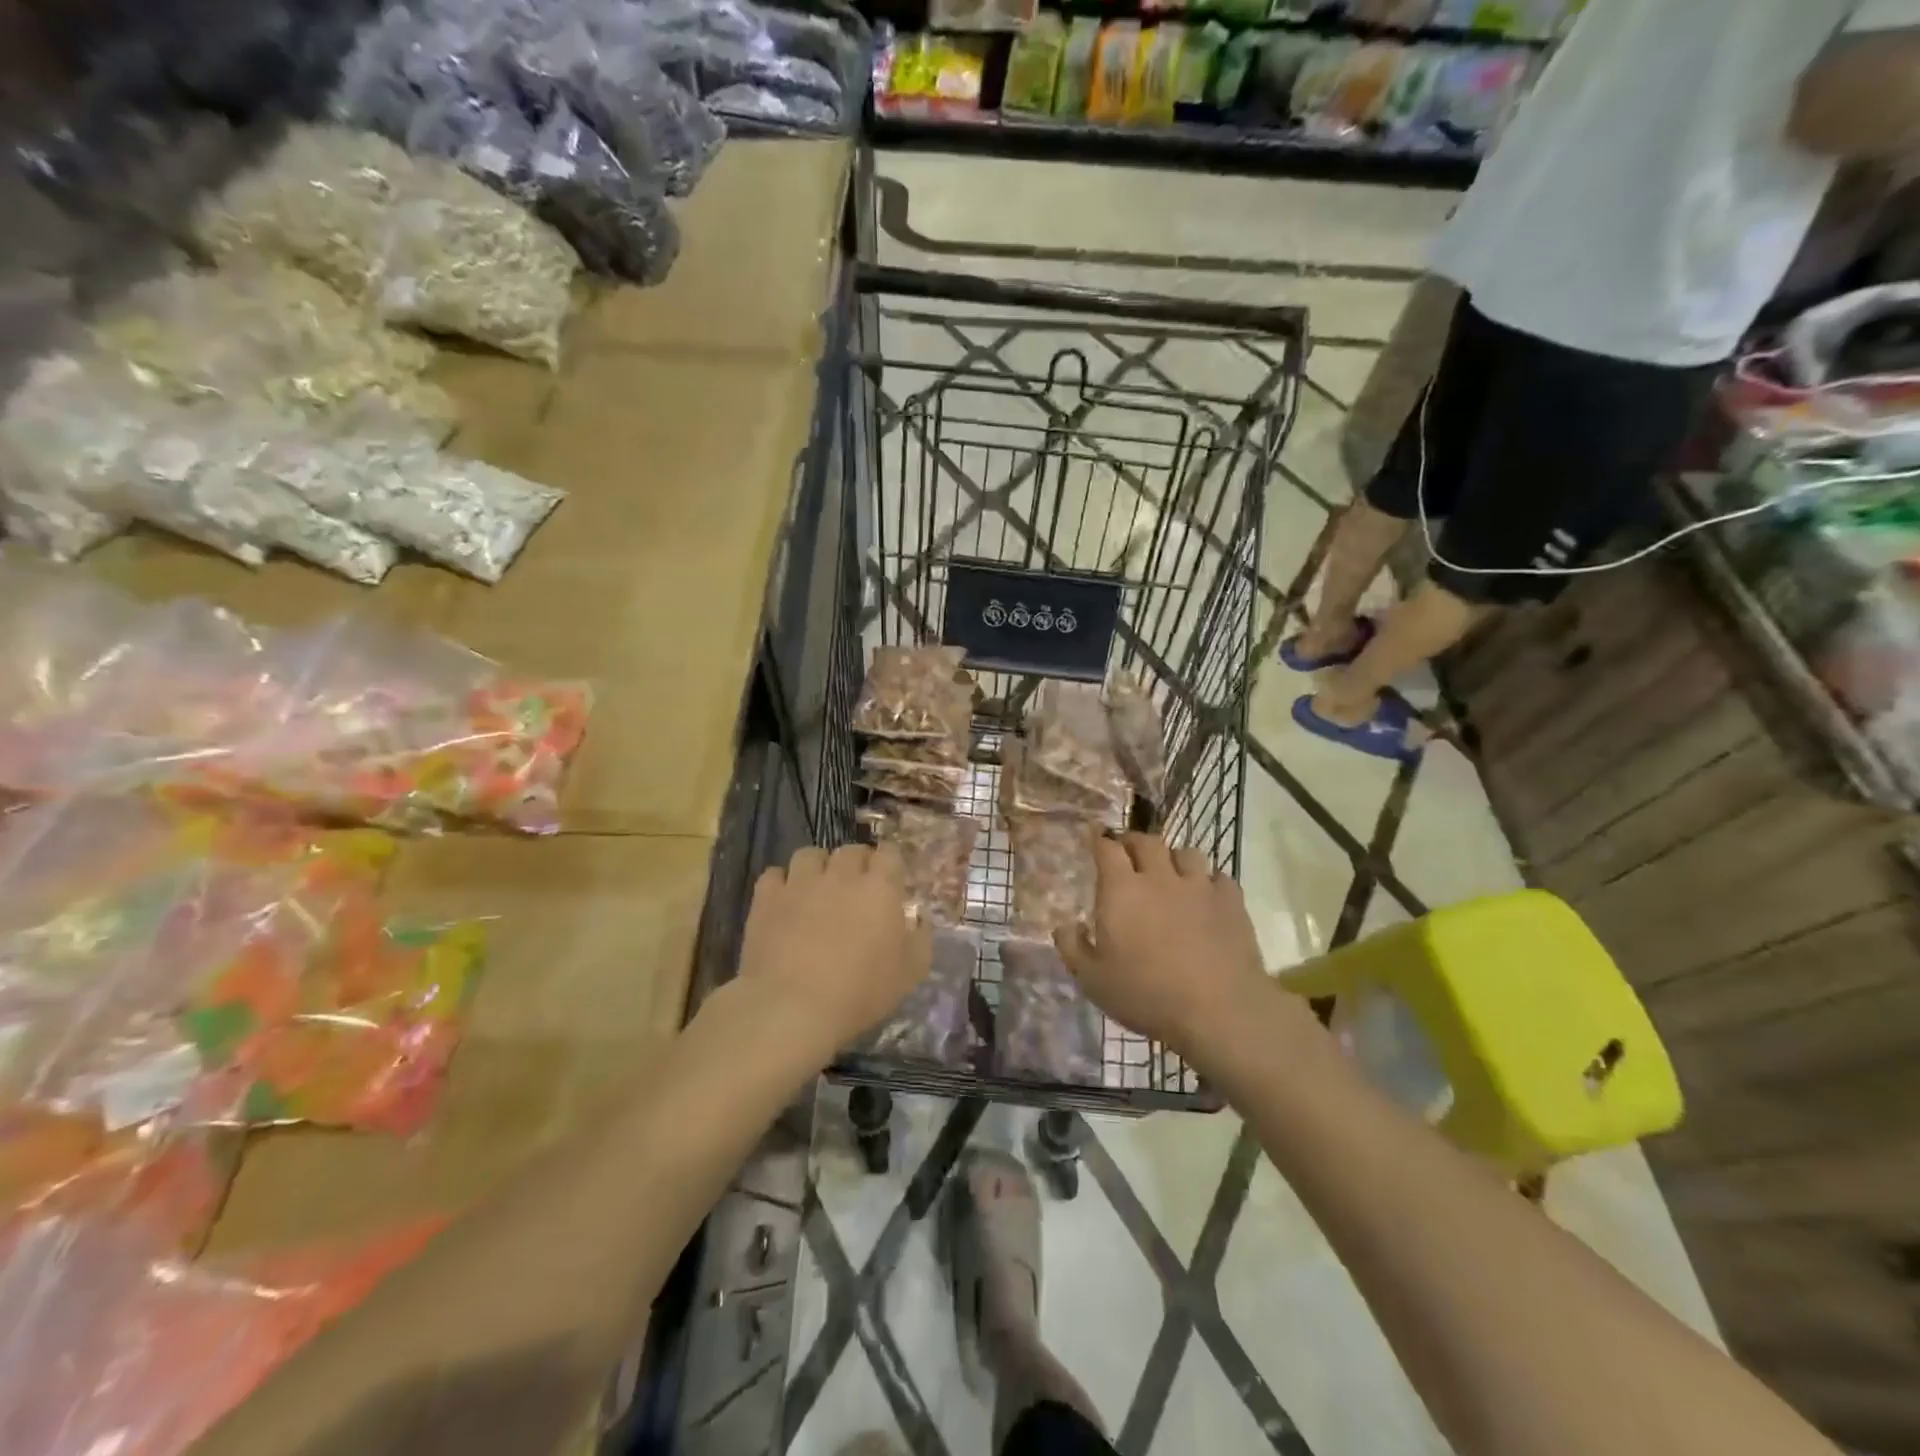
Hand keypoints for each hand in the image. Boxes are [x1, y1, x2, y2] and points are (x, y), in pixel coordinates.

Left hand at [736, 843, 931, 1054]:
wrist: (793, 1008)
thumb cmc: (860, 992)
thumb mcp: (910, 973)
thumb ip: (920, 937)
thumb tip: (918, 918)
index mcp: (879, 887)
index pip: (889, 853)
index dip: (890, 863)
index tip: (890, 880)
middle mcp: (840, 875)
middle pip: (850, 850)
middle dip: (856, 864)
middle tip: (856, 889)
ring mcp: (800, 883)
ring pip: (810, 855)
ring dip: (818, 867)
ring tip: (817, 890)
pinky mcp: (767, 898)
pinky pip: (774, 875)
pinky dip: (781, 884)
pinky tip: (784, 902)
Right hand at [1055, 833, 1275, 1066]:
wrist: (1219, 1011)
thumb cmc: (1147, 995)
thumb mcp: (1093, 980)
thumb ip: (1072, 948)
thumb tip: (1065, 925)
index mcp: (1122, 890)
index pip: (1108, 848)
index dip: (1100, 839)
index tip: (1095, 837)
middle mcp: (1160, 878)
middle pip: (1147, 842)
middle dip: (1134, 842)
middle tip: (1128, 853)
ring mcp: (1200, 887)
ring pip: (1186, 853)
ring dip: (1173, 858)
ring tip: (1170, 872)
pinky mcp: (1232, 902)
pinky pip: (1219, 878)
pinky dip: (1209, 882)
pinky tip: (1207, 897)